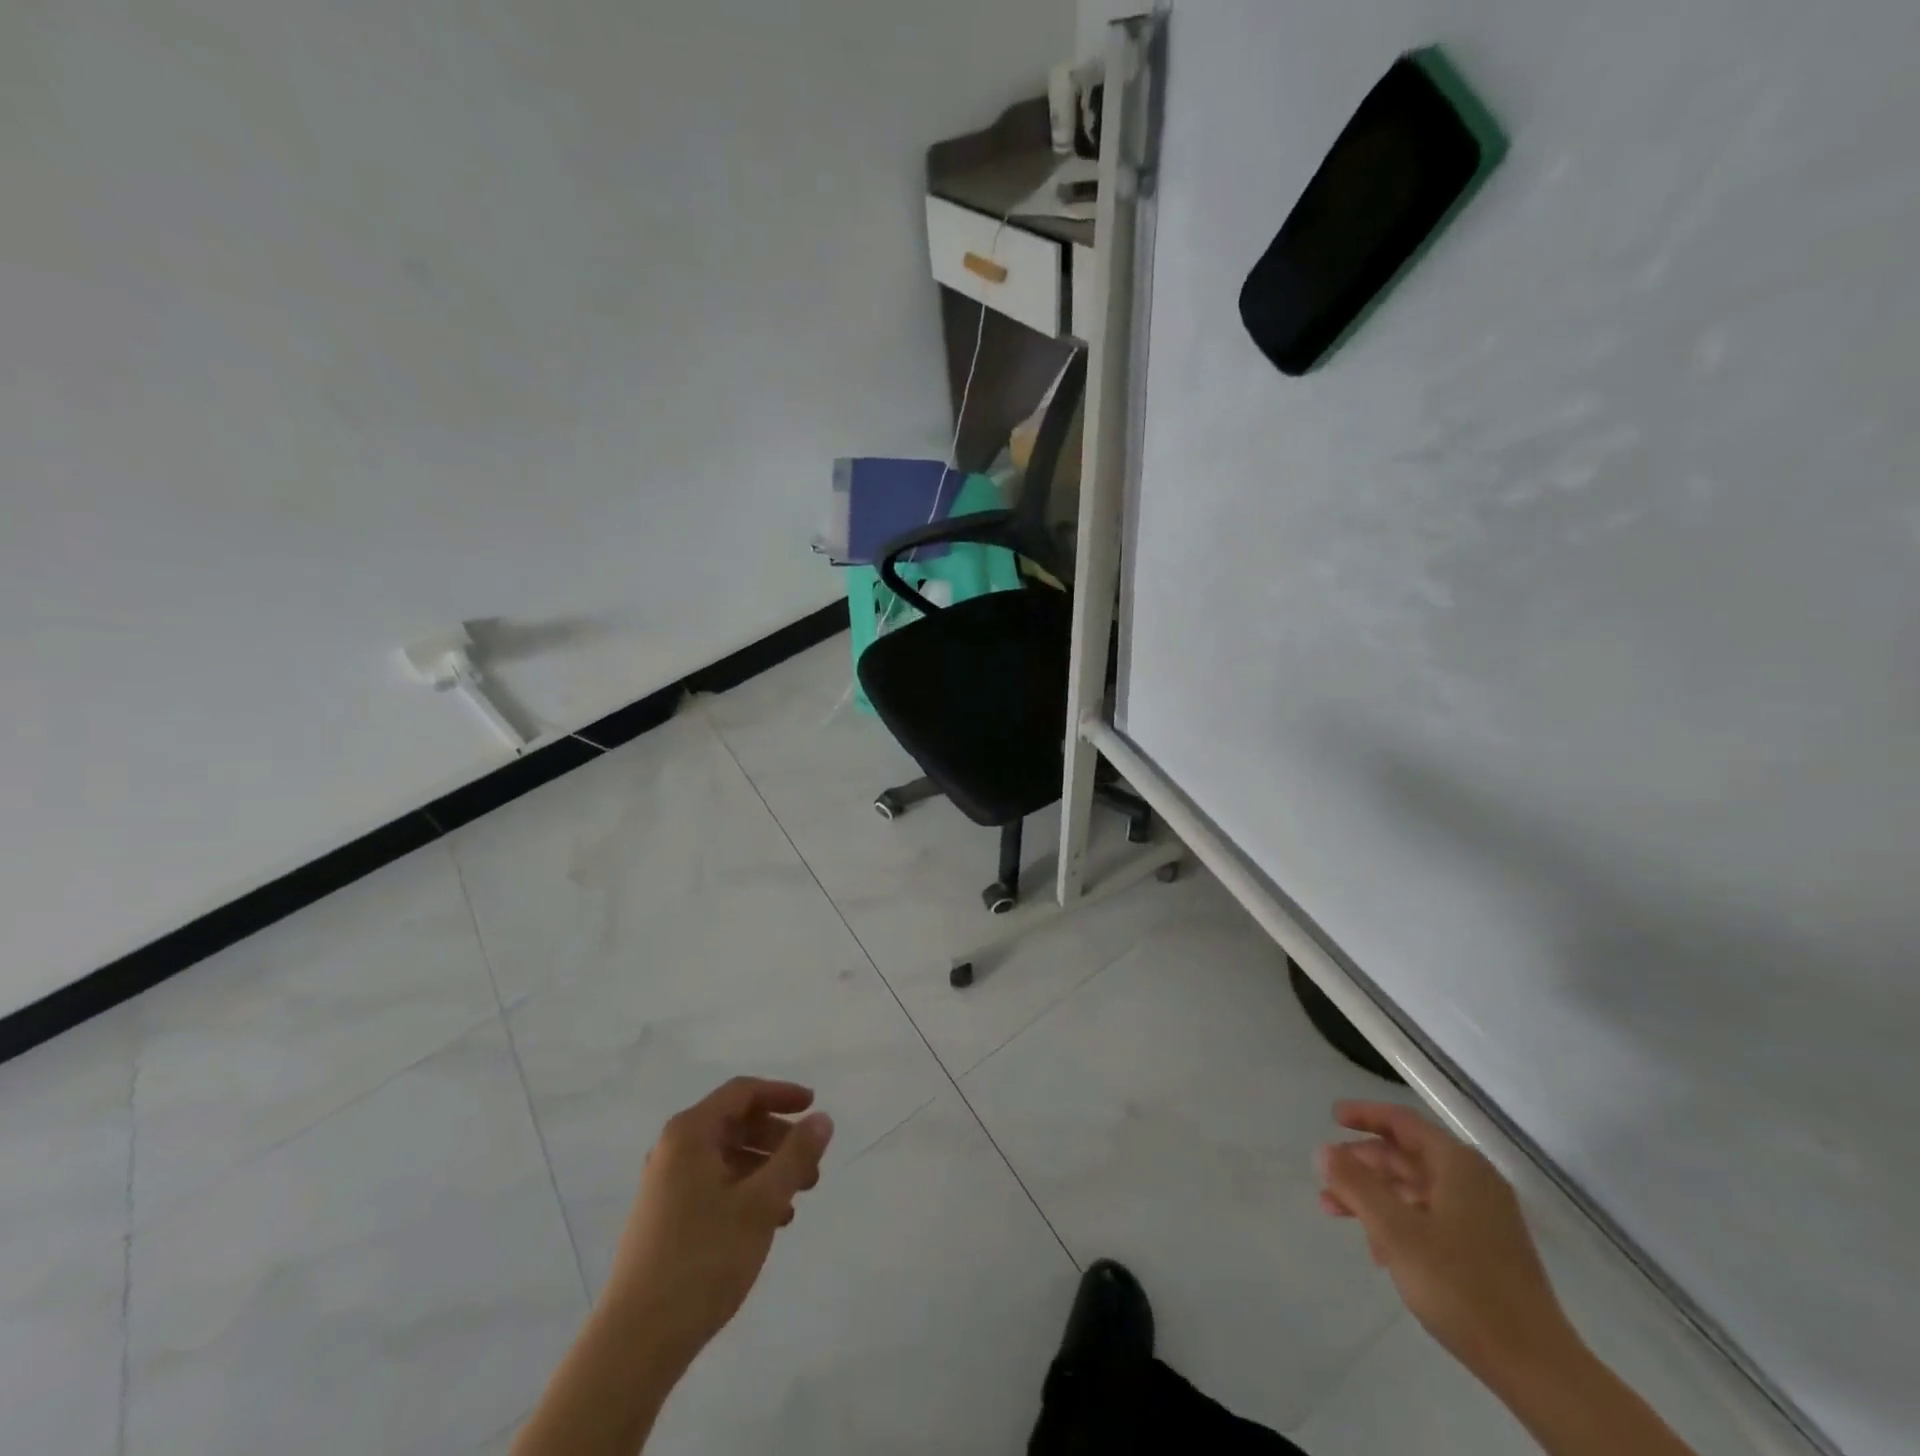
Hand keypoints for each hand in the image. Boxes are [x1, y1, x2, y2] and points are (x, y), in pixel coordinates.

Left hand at [604, 1077, 834, 1372]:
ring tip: (796, 1199)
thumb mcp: (761, 1203)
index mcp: (689, 1134)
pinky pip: (714, 1186)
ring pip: (727, 1158)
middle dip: (778, 1139)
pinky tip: (770, 1222)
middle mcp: (673, 1151)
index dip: (782, 1094)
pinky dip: (746, 1192)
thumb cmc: (702, 1259)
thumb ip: (796, 1156)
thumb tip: (822, 1119)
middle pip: (736, 1124)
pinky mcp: (665, 1220)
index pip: (742, 1092)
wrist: (635, 1344)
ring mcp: (665, 1187)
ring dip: (766, 1169)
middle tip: (812, 1165)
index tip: (814, 1107)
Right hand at [1317, 1101, 1572, 1378]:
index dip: (1364, 1115)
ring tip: (1339, 1214)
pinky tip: (1380, 1251)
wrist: (1538, 1368)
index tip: (1332, 1118)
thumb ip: (1355, 1184)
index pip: (1402, 1122)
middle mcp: (1474, 1182)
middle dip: (1363, 1165)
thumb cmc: (1461, 1286)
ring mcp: (1485, 1217)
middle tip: (1327, 1177)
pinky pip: (1433, 1217)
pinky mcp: (1488, 1250)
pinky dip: (1400, 1221)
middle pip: (1407, 1156)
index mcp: (1458, 1166)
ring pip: (1416, 1189)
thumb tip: (1323, 1150)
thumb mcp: (1396, 1231)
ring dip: (1376, 1196)